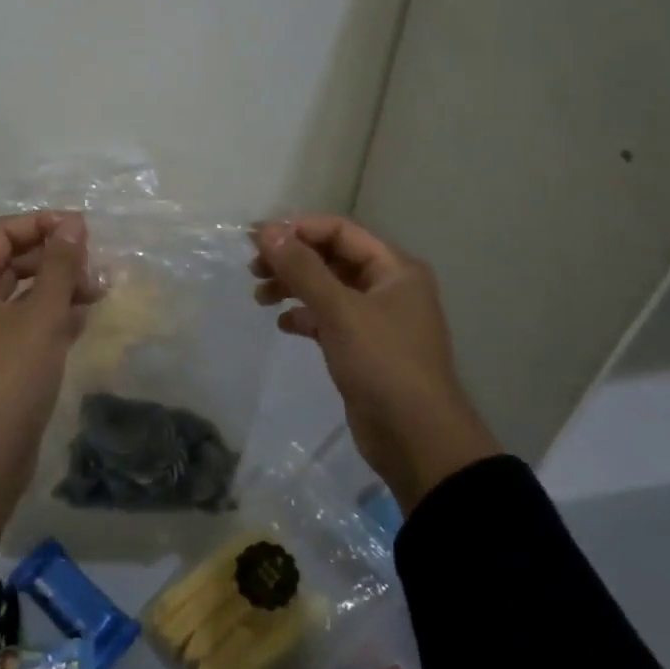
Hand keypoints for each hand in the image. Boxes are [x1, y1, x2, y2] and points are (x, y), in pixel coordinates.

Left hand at [0, 211, 93, 554]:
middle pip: (11, 263)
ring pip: (21, 296)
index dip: (40, 223)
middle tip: (93, 267)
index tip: (81, 230)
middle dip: (53, 259)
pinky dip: (52, 317)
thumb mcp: (41, 315)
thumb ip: (59, 266)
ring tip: (98, 293)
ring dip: (57, 288)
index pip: (0, 233)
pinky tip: (84, 320)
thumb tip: (72, 225)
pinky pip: (24, 326)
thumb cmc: (11, 376)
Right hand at [253, 215, 498, 511]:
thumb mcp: (340, 310)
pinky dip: (305, 317)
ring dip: (293, 287)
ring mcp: (376, 319)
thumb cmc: (383, 363)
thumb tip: (266, 230)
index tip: (257, 239)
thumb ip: (302, 268)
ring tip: (260, 297)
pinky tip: (284, 325)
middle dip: (292, 259)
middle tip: (253, 269)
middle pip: (332, 258)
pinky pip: (328, 319)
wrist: (416, 439)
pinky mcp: (363, 348)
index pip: (340, 231)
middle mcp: (388, 287)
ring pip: (327, 289)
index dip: (298, 229)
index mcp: (394, 269)